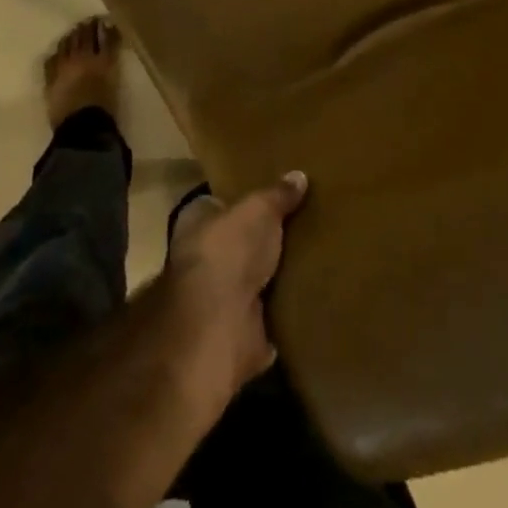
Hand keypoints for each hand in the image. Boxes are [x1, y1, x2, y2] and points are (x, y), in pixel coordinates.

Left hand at [162, 173, 309, 407]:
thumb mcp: (259, 209)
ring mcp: (217, 299)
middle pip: (236, 244)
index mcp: (195, 223)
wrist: (220, 323)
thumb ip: (277, 194)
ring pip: (251, 281)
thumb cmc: (229, 250)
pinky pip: (268, 315)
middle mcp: (200, 259)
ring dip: (273, 278)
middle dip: (261, 241)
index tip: (271, 197)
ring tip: (313, 259)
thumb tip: (299, 176)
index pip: (217, 204)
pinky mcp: (238, 331)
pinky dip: (284, 311)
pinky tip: (310, 297)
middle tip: (300, 227)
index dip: (241, 201)